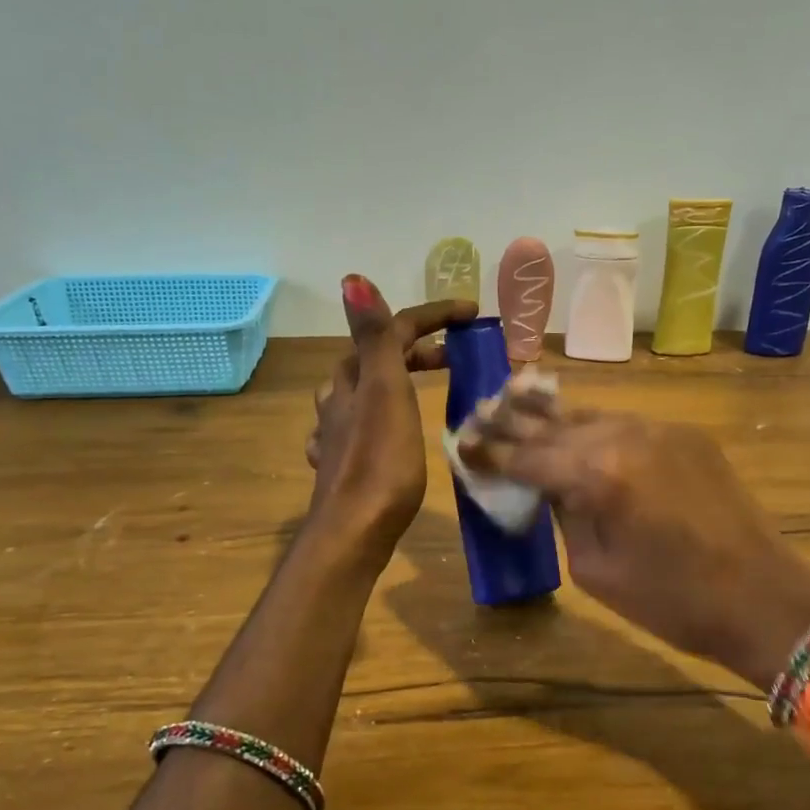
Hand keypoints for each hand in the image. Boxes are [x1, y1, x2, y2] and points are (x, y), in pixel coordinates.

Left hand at [306, 276, 475, 561]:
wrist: (353, 532)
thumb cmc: (380, 463)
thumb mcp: (384, 393)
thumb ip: (374, 339)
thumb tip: (352, 278)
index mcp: (355, 379)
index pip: (392, 330)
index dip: (432, 316)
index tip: (472, 315)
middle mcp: (340, 400)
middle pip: (375, 359)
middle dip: (415, 348)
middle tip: (454, 357)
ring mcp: (337, 434)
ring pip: (362, 392)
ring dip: (393, 380)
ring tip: (422, 388)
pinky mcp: (341, 465)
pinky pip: (357, 427)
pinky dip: (377, 417)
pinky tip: (383, 430)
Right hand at [459, 394, 809, 685]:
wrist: (761, 597)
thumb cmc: (671, 602)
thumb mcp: (595, 570)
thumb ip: (563, 514)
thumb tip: (548, 486)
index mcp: (597, 475)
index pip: (526, 455)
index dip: (489, 451)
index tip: (461, 444)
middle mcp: (625, 436)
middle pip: (553, 423)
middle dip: (511, 421)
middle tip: (477, 414)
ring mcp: (659, 429)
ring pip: (589, 415)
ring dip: (552, 418)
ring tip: (515, 407)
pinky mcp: (685, 434)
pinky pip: (625, 424)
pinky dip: (594, 428)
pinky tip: (576, 430)